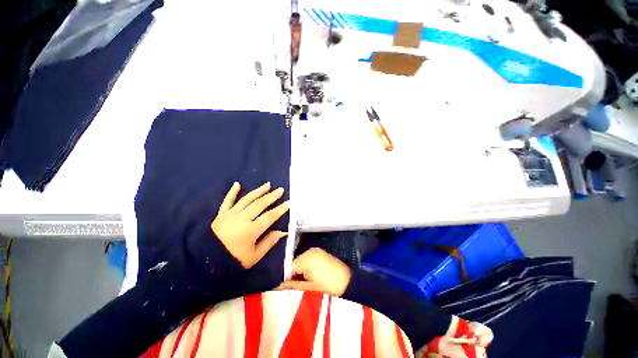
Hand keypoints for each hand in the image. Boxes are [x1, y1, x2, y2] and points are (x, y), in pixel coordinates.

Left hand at [212, 182, 288, 267]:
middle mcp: (242, 219)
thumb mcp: (254, 256)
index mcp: (251, 231)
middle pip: (260, 204)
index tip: (288, 203)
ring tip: (268, 185)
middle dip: (272, 196)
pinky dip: (232, 192)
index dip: (280, 209)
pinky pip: (227, 201)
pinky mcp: (221, 214)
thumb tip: (282, 232)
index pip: (269, 216)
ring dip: (258, 191)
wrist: (206, 261)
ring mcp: (230, 215)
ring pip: (247, 199)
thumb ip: (269, 242)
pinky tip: (237, 184)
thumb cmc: (233, 260)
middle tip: (281, 190)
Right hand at [278, 248, 351, 295]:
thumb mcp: (308, 288)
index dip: (286, 277)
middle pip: (295, 262)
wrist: (347, 282)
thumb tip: (277, 286)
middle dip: (293, 273)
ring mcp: (316, 251)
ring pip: (302, 260)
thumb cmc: (328, 286)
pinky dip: (307, 266)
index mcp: (307, 258)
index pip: (290, 266)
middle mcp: (310, 251)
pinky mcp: (321, 253)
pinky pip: (309, 258)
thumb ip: (292, 285)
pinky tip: (311, 275)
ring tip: (304, 282)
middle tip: (295, 286)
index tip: (285, 286)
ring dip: (300, 270)